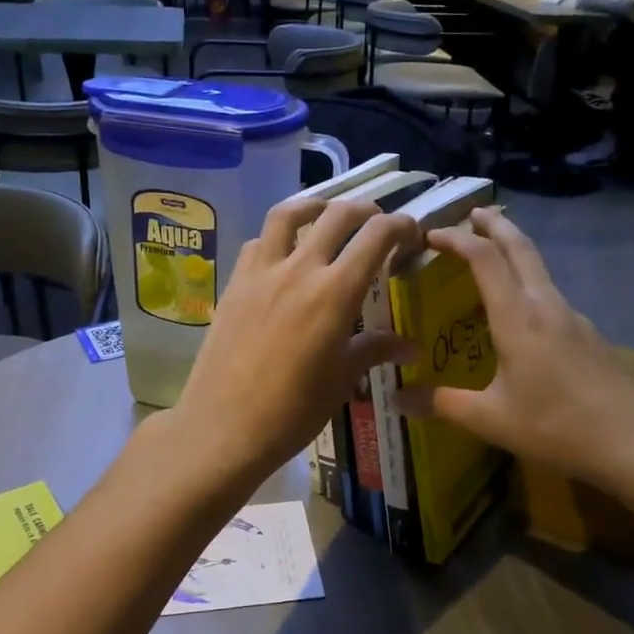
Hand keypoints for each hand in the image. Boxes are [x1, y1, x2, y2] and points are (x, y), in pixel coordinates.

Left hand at [168, 198, 418, 486]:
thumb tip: (410, 346)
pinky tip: (283, 254)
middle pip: (337, 214)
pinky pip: (258, 242)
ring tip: (326, 215)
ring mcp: (261, 272)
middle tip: (376, 223)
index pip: (376, 236)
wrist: (223, 426)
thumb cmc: (292, 411)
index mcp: (335, 293)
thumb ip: (374, 351)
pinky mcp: (234, 283)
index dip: (401, 226)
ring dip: (315, 206)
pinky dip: (277, 236)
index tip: (411, 234)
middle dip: (365, 211)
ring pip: (288, 214)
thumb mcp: (341, 381)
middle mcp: (300, 269)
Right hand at [393, 208, 633, 497]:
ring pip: (539, 268)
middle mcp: (546, 306)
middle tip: (473, 212)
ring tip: (492, 254)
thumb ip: (442, 404)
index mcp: (518, 317)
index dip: (456, 239)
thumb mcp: (491, 420)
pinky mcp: (587, 335)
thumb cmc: (557, 426)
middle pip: (521, 248)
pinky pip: (549, 293)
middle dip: (495, 225)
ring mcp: (572, 318)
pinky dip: (527, 281)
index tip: (429, 234)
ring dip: (514, 250)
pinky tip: (520, 310)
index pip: (484, 259)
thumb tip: (397, 398)